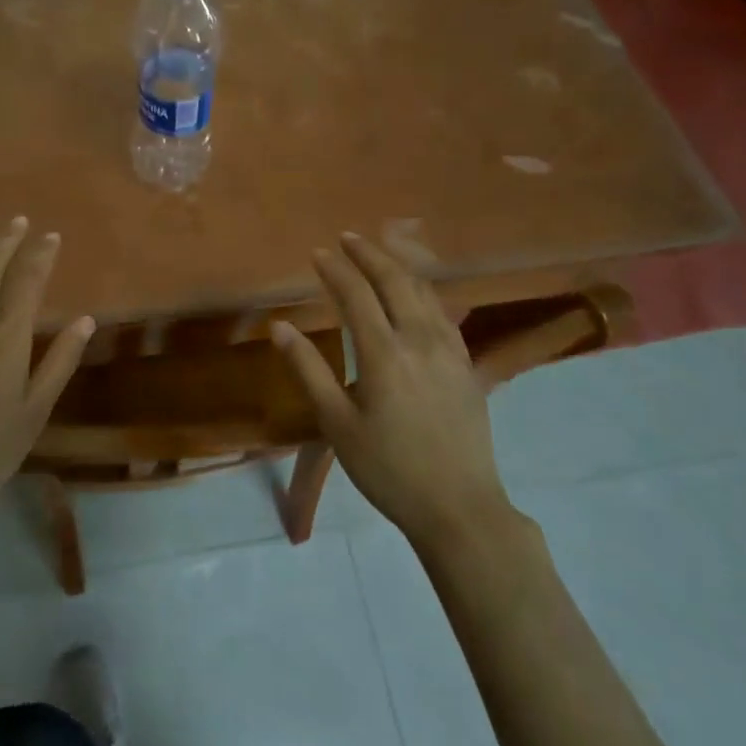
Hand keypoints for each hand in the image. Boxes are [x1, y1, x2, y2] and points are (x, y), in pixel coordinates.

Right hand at [271, 232, 514, 553]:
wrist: (460, 508)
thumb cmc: (388, 469)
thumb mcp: (337, 424)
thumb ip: (308, 370)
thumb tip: (279, 327)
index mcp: (384, 355)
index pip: (356, 295)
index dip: (335, 270)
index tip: (317, 253)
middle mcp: (420, 341)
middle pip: (394, 281)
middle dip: (369, 254)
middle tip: (347, 238)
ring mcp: (449, 350)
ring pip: (423, 292)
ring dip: (397, 266)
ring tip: (377, 254)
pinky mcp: (466, 364)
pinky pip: (442, 311)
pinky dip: (422, 290)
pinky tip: (414, 293)